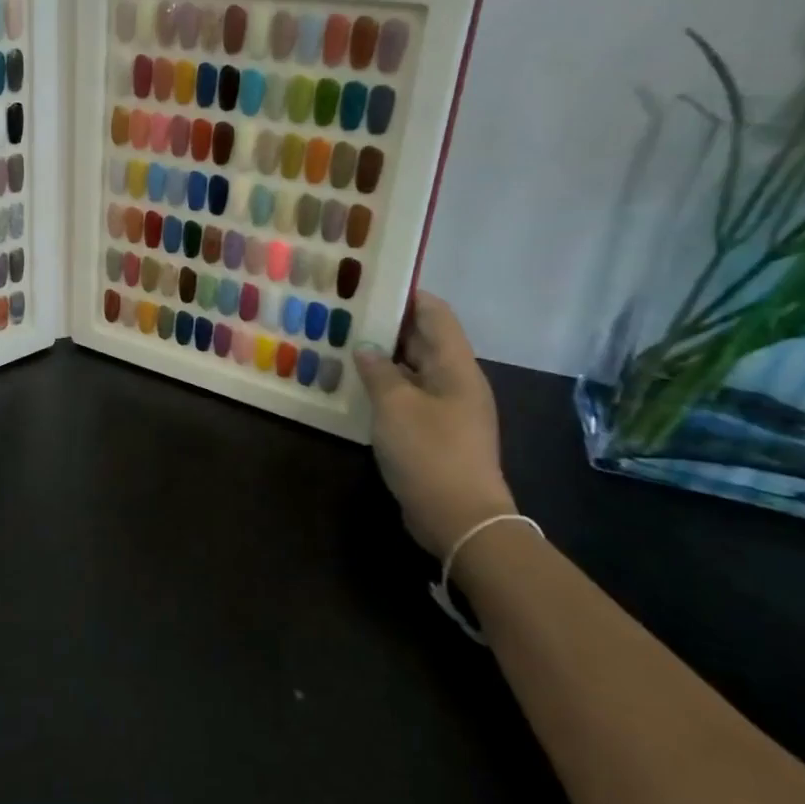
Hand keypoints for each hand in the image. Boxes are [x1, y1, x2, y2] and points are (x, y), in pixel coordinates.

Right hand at [354, 292, 515, 558]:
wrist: (460, 519)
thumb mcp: (395, 406)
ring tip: (344, 345)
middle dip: (388, 326)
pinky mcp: (437, 433)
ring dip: (384, 358)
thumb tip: (367, 349)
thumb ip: (378, 371)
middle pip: (424, 340)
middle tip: (347, 314)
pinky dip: (387, 387)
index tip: (373, 283)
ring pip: (414, 370)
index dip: (407, 295)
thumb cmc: (430, 452)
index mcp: (456, 366)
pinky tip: (357, 388)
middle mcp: (456, 381)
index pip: (435, 314)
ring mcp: (448, 409)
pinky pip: (410, 397)